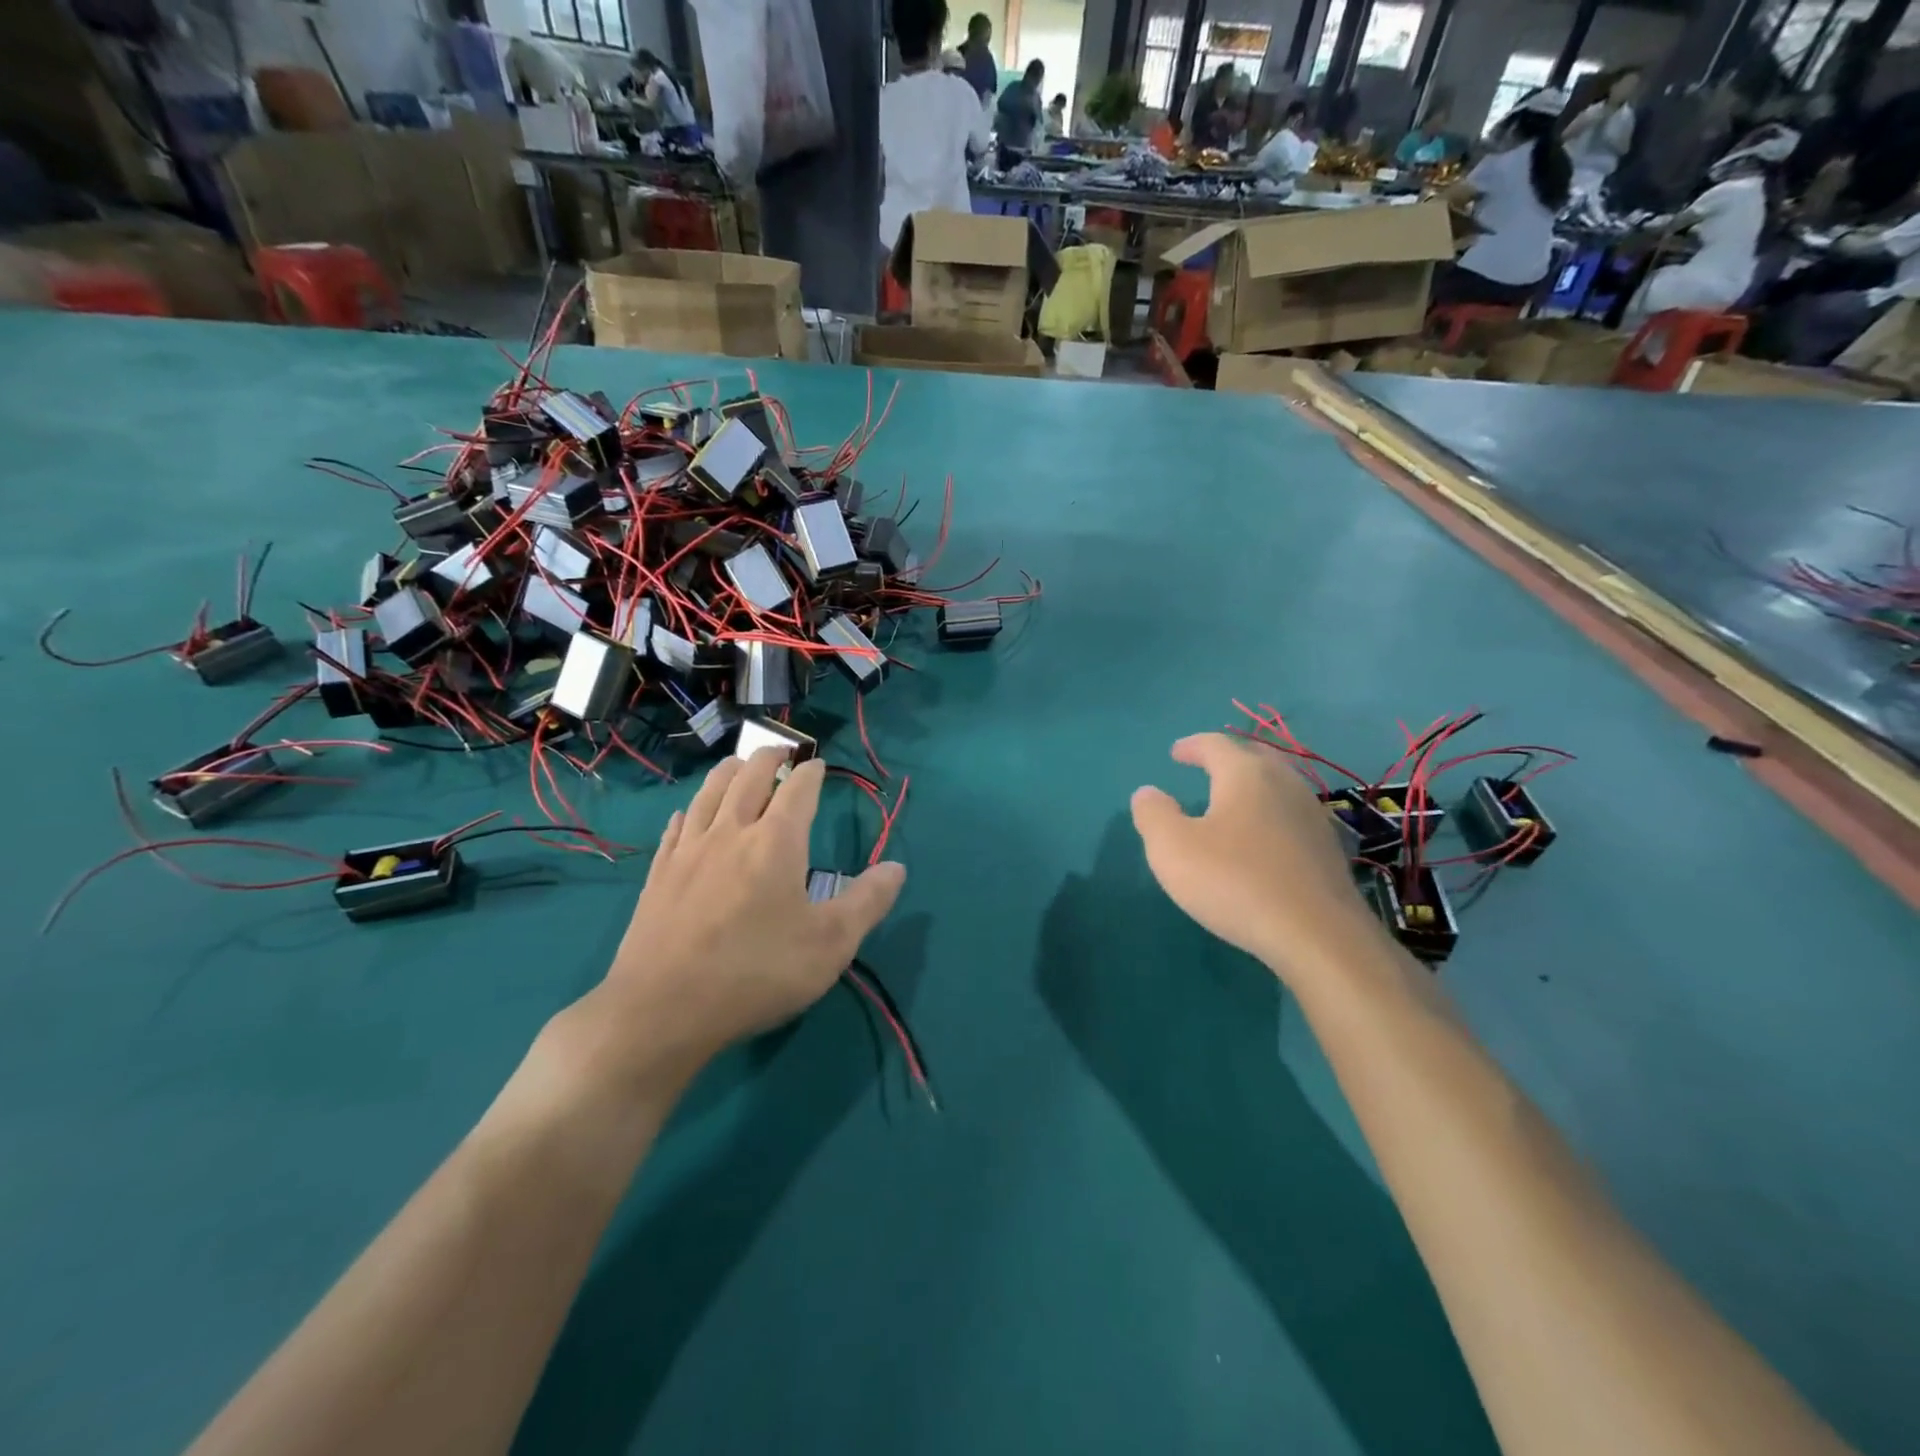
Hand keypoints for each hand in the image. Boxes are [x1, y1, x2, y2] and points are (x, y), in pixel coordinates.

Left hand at [563, 750, 905, 1091]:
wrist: (662, 1009)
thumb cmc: (757, 972)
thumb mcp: (830, 944)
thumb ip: (868, 901)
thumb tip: (897, 867)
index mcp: (776, 842)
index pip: (797, 789)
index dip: (811, 772)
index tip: (818, 765)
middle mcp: (731, 832)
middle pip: (749, 777)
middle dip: (768, 757)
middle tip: (780, 750)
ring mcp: (689, 851)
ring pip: (709, 793)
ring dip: (728, 771)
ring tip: (738, 764)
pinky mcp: (659, 875)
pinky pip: (676, 828)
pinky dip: (689, 811)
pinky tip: (687, 814)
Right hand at [1129, 733, 1377, 981]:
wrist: (1317, 936)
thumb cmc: (1235, 882)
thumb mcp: (1172, 849)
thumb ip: (1153, 815)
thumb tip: (1148, 793)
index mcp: (1246, 775)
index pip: (1216, 745)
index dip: (1192, 746)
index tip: (1176, 753)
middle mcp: (1284, 785)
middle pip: (1255, 757)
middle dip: (1229, 759)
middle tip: (1208, 766)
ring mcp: (1313, 817)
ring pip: (1279, 787)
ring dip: (1253, 788)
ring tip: (1232, 803)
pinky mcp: (1328, 850)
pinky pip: (1292, 818)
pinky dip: (1270, 817)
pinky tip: (1262, 840)